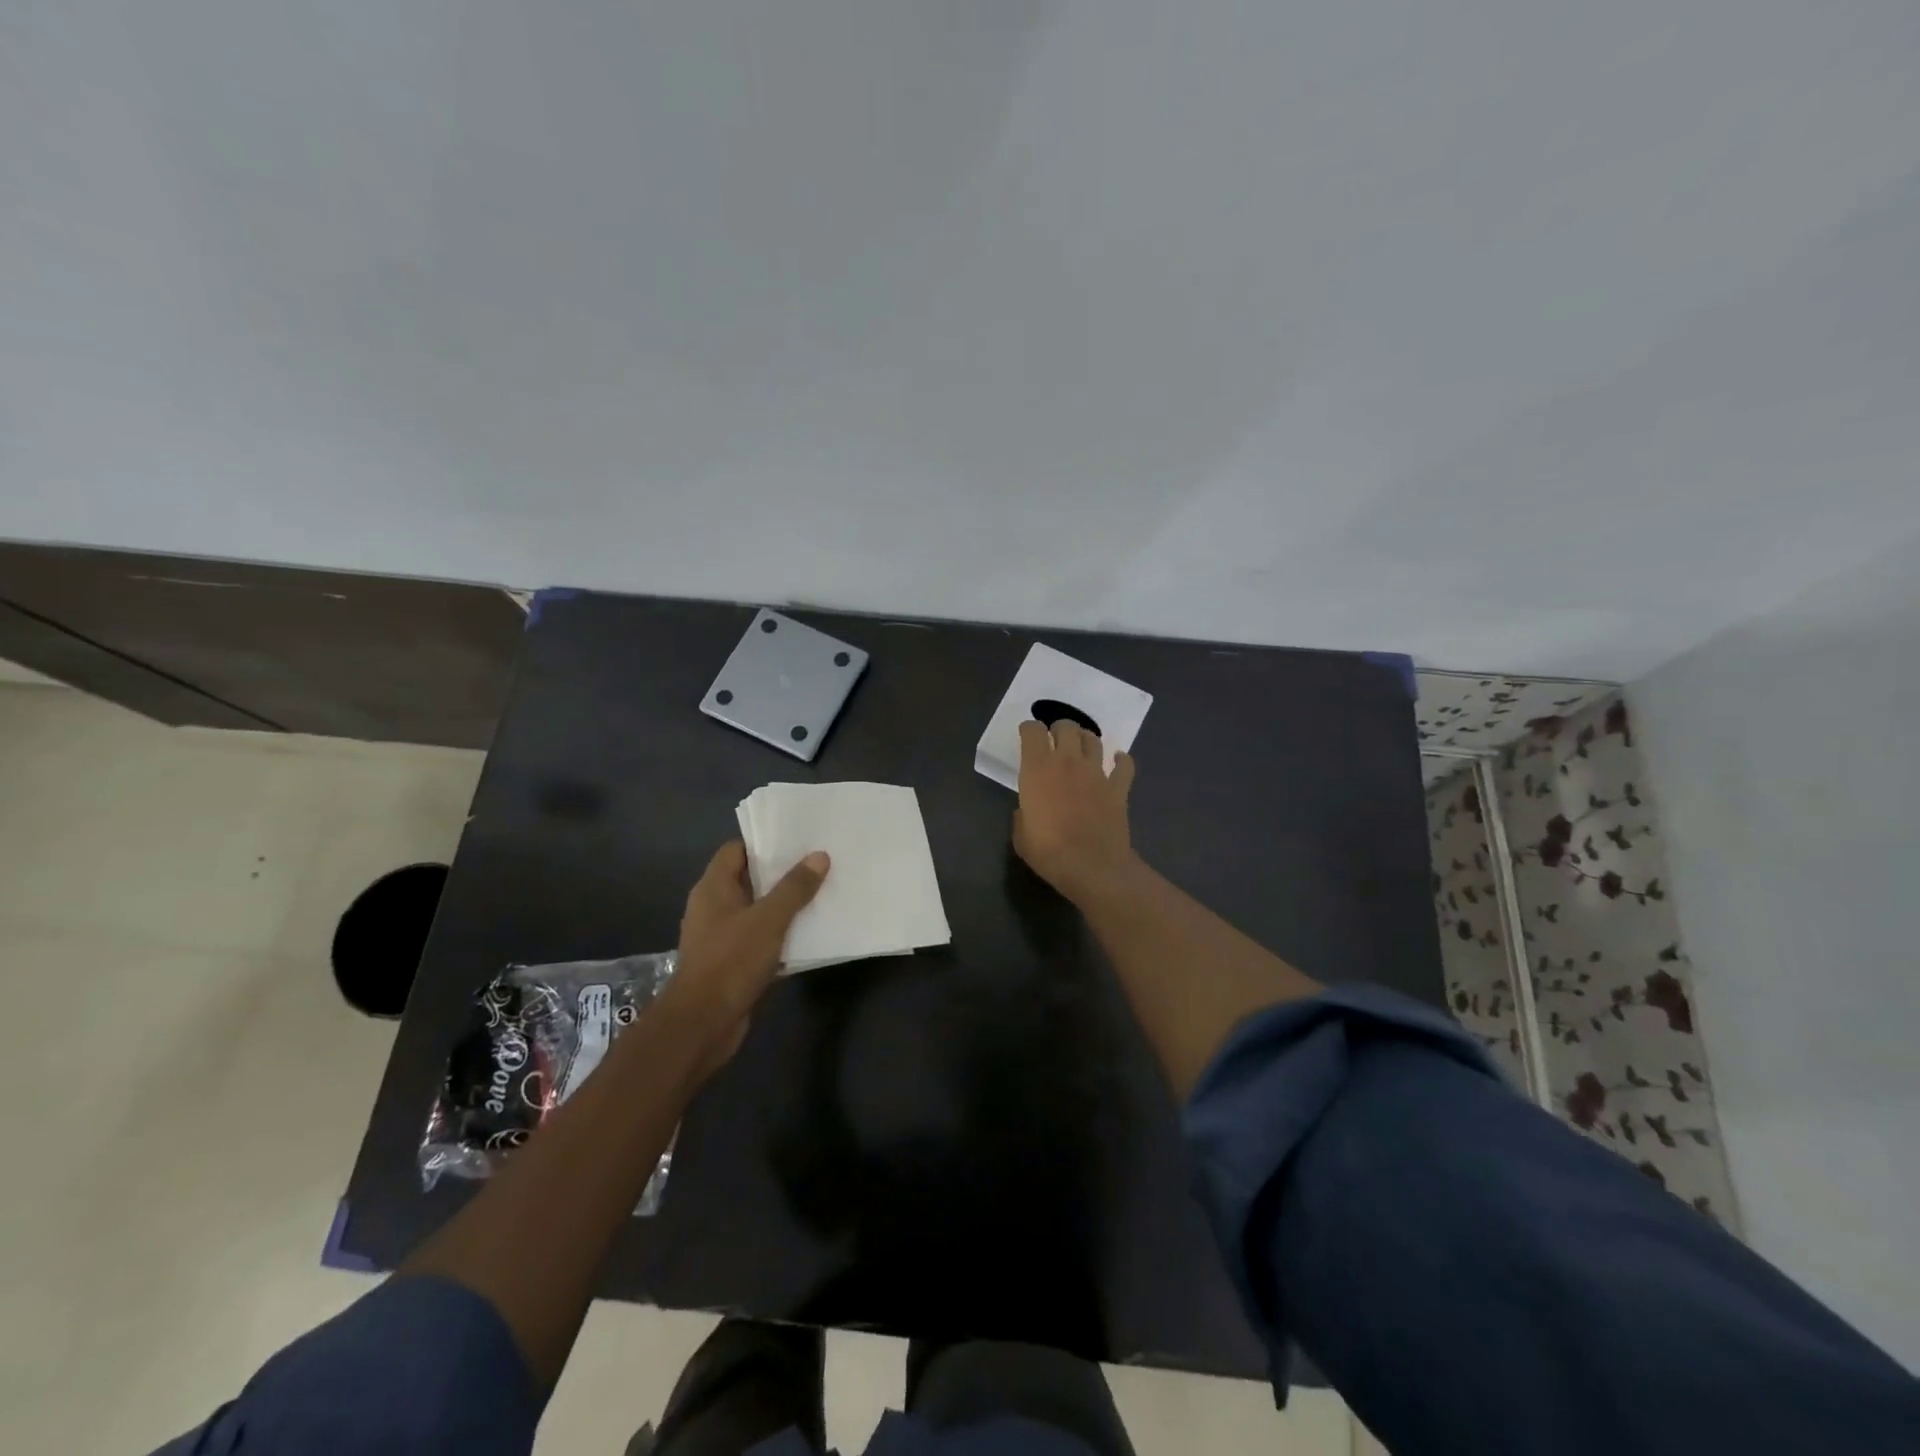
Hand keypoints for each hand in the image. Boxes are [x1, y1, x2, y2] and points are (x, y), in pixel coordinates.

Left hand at [666, 840, 828, 1072]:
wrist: (702, 1024)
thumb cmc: (730, 961)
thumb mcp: (768, 919)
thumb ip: (794, 888)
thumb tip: (819, 856)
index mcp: (713, 888)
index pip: (736, 850)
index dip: (764, 841)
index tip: (798, 839)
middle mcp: (713, 908)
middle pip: (750, 879)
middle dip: (781, 873)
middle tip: (818, 863)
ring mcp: (721, 937)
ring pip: (757, 911)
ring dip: (784, 906)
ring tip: (821, 893)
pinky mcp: (732, 963)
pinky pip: (760, 939)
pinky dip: (781, 935)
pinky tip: (809, 933)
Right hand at [1013, 719, 1138, 902]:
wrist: (1092, 867)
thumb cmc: (1048, 852)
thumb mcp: (1021, 835)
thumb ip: (1023, 814)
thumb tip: (1028, 810)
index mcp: (1037, 769)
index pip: (1032, 732)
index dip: (1029, 730)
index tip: (1027, 736)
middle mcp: (1067, 762)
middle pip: (1066, 727)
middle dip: (1058, 729)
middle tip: (1055, 740)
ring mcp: (1096, 773)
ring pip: (1093, 739)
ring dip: (1085, 739)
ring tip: (1081, 747)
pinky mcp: (1118, 787)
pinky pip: (1124, 765)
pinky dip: (1121, 760)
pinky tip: (1118, 761)